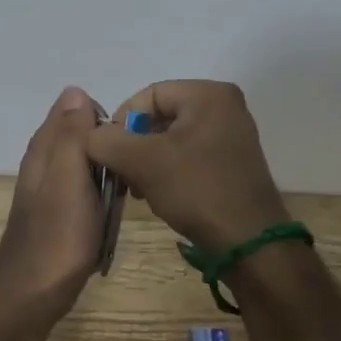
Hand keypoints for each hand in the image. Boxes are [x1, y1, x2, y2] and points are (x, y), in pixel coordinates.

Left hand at [0, 86, 104, 330]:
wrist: (33, 292)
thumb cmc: (58, 234)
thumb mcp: (69, 175)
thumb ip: (72, 134)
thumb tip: (75, 90)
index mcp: (45, 146)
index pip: (77, 109)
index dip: (105, 120)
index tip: (126, 143)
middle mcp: (44, 161)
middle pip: (84, 137)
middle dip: (109, 148)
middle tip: (128, 174)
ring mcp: (51, 188)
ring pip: (86, 165)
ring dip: (107, 175)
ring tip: (124, 195)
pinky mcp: (59, 213)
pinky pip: (86, 191)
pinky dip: (100, 197)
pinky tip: (109, 214)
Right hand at [87, 80, 290, 251]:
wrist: (250, 245)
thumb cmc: (198, 191)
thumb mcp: (143, 162)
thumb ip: (107, 141)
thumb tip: (90, 135)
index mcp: (209, 94)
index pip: (148, 95)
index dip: (121, 121)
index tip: (107, 152)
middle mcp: (225, 107)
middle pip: (160, 116)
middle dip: (133, 145)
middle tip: (120, 174)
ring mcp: (231, 136)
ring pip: (171, 139)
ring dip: (146, 161)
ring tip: (136, 189)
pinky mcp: (231, 164)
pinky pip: (188, 156)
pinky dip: (167, 172)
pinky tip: (156, 195)